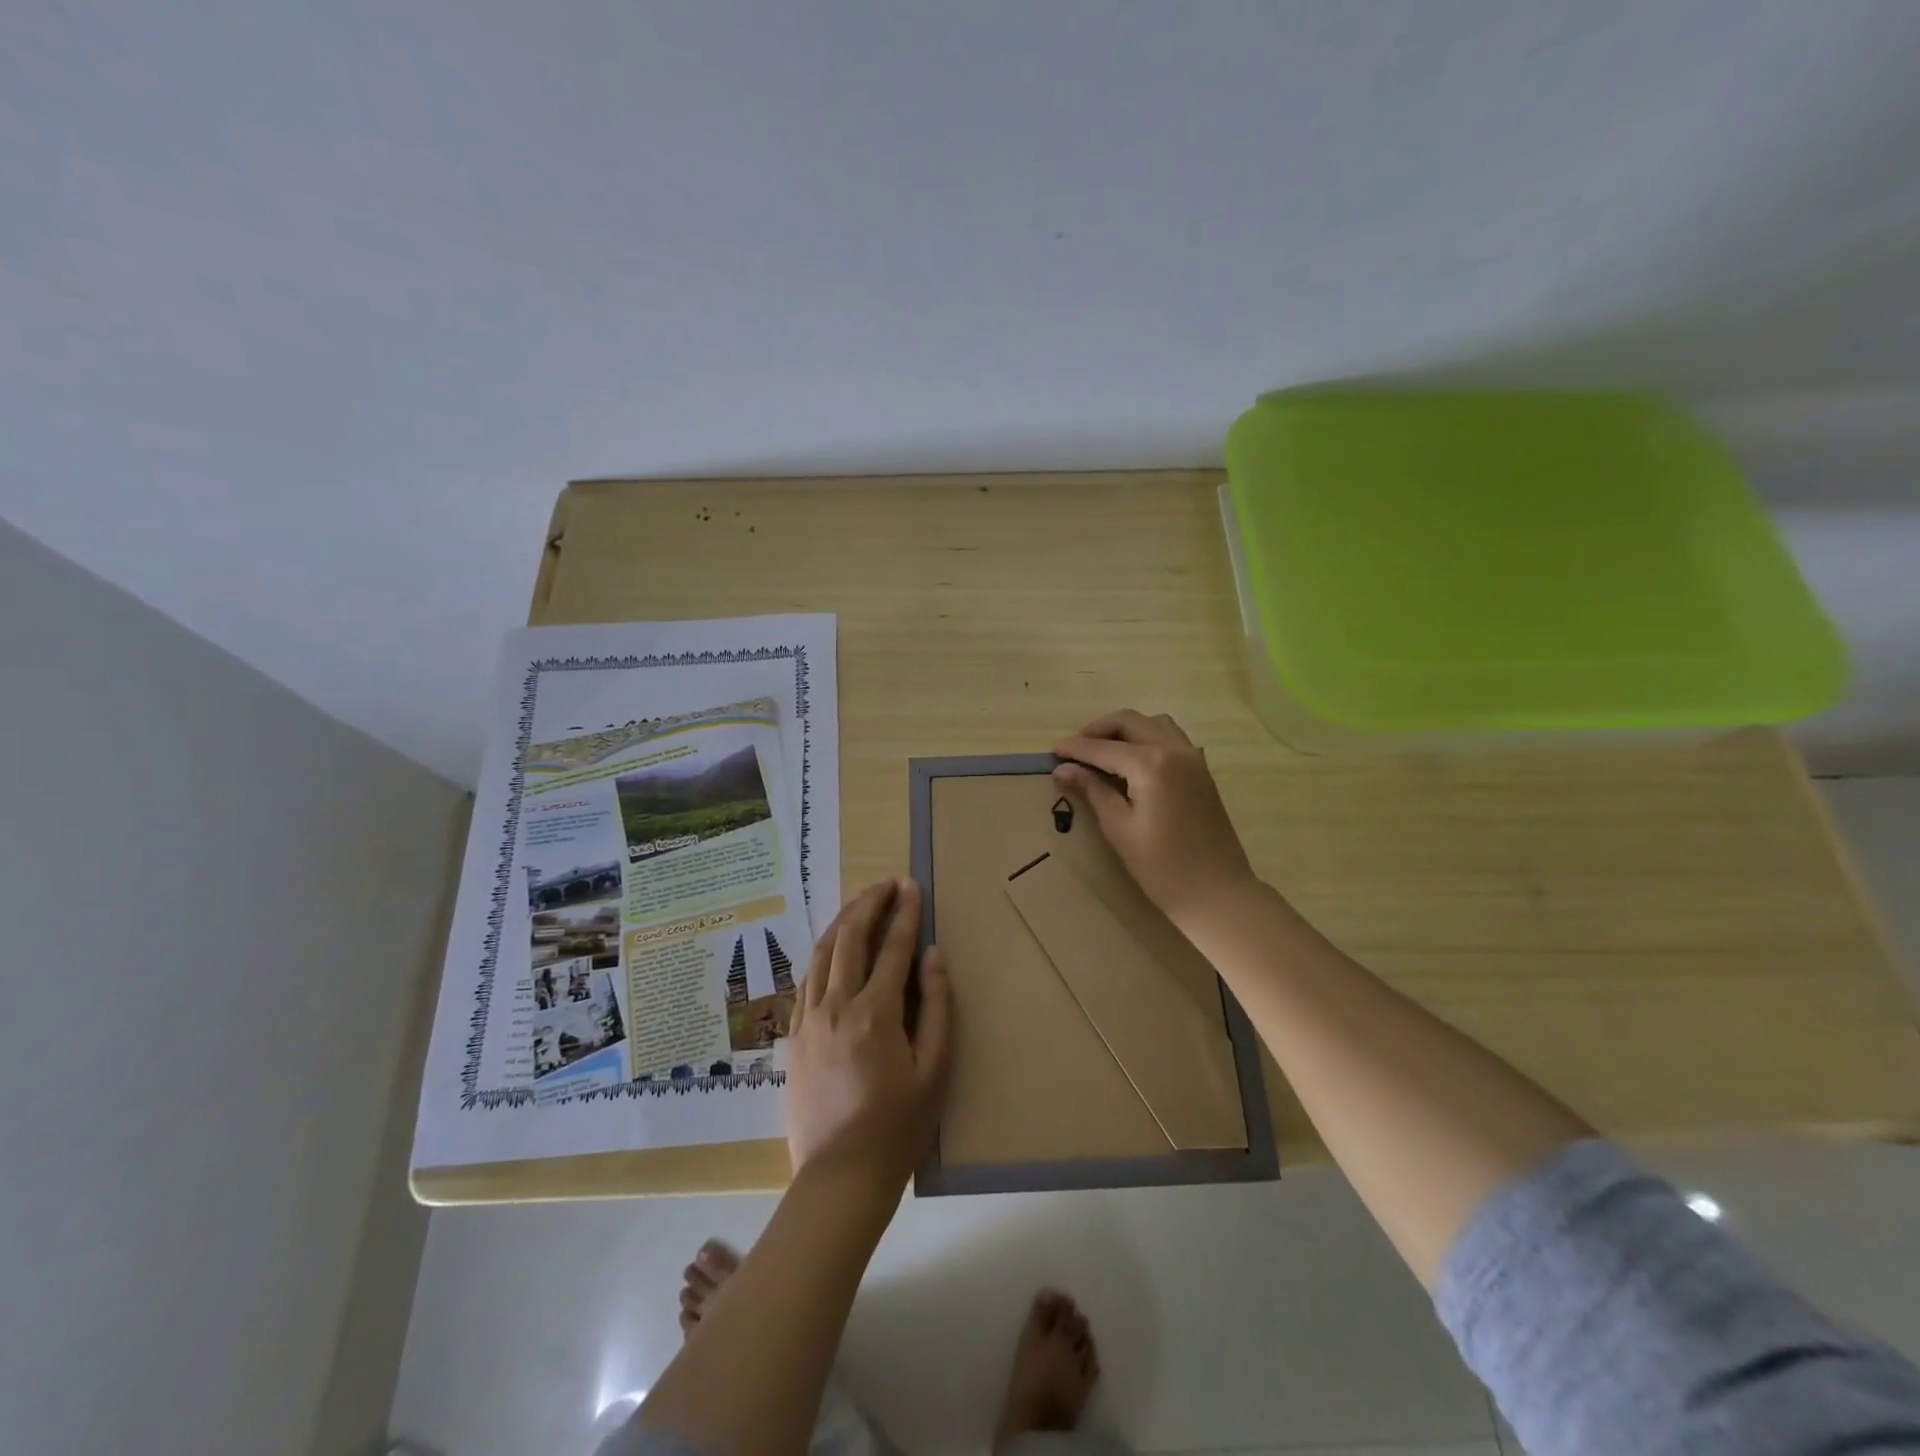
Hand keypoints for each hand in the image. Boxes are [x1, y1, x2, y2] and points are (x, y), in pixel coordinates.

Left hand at [786, 879, 952, 1186]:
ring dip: (843, 922)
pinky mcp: (794, 1036)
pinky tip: (833, 949)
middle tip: (886, 884)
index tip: (911, 886)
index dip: (904, 913)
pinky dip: (823, 954)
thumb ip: (936, 1007)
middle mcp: (836, 1006)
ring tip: (860, 904)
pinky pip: (808, 980)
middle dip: (869, 904)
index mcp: (875, 1013)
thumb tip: (931, 956)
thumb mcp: (934, 1071)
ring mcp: (809, 1019)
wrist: (839, 1177)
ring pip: (822, 953)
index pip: (892, 948)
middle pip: (850, 938)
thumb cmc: (897, 1127)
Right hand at [1053, 710, 1258, 928]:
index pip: (1103, 747)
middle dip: (1098, 730)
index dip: (1075, 748)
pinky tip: (1132, 762)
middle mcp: (1174, 749)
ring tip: (1102, 752)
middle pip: (1129, 722)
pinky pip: (1170, 737)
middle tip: (1074, 750)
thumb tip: (1063, 769)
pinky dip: (1146, 738)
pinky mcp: (1201, 770)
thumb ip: (1092, 790)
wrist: (1217, 893)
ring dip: (1124, 730)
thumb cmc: (1162, 867)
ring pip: (1153, 724)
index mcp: (1151, 764)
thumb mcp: (1119, 828)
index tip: (1052, 750)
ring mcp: (1192, 758)